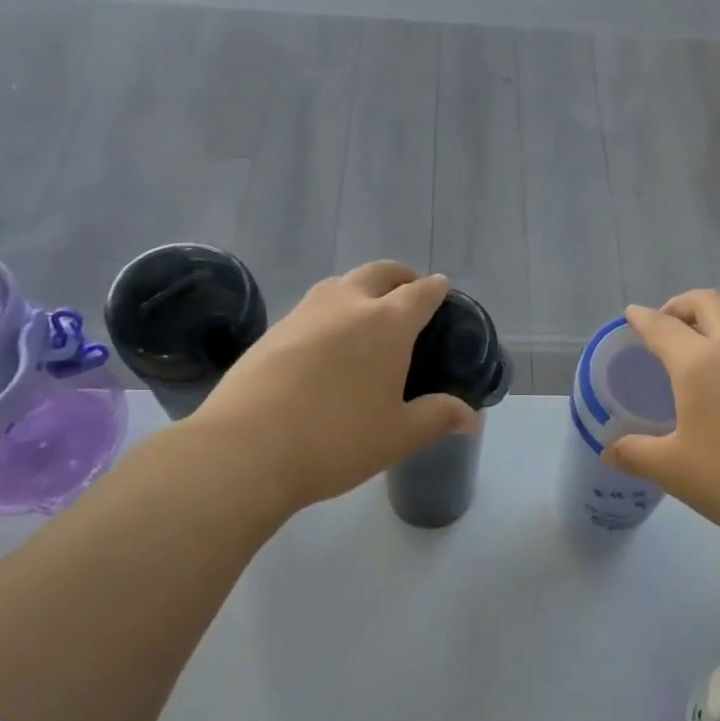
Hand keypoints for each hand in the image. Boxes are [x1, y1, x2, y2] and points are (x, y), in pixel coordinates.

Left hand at [190, 262, 477, 515]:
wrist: (246, 448)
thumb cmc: (337, 440)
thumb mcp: (398, 435)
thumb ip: (438, 417)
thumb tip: (472, 418)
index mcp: (387, 324)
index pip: (421, 292)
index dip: (436, 289)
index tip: (442, 290)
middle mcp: (348, 305)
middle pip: (380, 272)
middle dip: (400, 276)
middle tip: (409, 293)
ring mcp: (305, 312)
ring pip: (341, 283)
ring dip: (361, 288)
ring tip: (367, 315)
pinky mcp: (274, 328)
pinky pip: (313, 306)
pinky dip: (331, 310)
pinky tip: (327, 342)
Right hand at [606, 291, 719, 546]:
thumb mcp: (676, 472)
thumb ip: (637, 456)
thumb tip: (609, 451)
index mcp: (700, 363)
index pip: (663, 327)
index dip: (643, 319)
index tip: (631, 314)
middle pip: (709, 303)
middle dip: (683, 305)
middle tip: (667, 324)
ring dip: (715, 329)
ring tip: (700, 363)